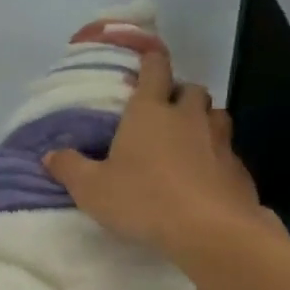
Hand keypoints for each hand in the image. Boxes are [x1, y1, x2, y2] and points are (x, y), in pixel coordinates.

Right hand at [44, 51, 271, 261]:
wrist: (210, 230)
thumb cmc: (144, 200)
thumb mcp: (92, 189)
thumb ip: (70, 168)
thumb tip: (50, 155)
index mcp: (150, 111)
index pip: (154, 67)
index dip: (150, 59)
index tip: (145, 59)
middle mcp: (188, 116)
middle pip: (190, 89)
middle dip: (178, 94)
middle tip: (163, 113)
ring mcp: (219, 140)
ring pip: (215, 115)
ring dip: (201, 121)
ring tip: (186, 142)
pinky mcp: (238, 168)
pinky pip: (227, 151)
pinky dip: (216, 156)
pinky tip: (203, 177)